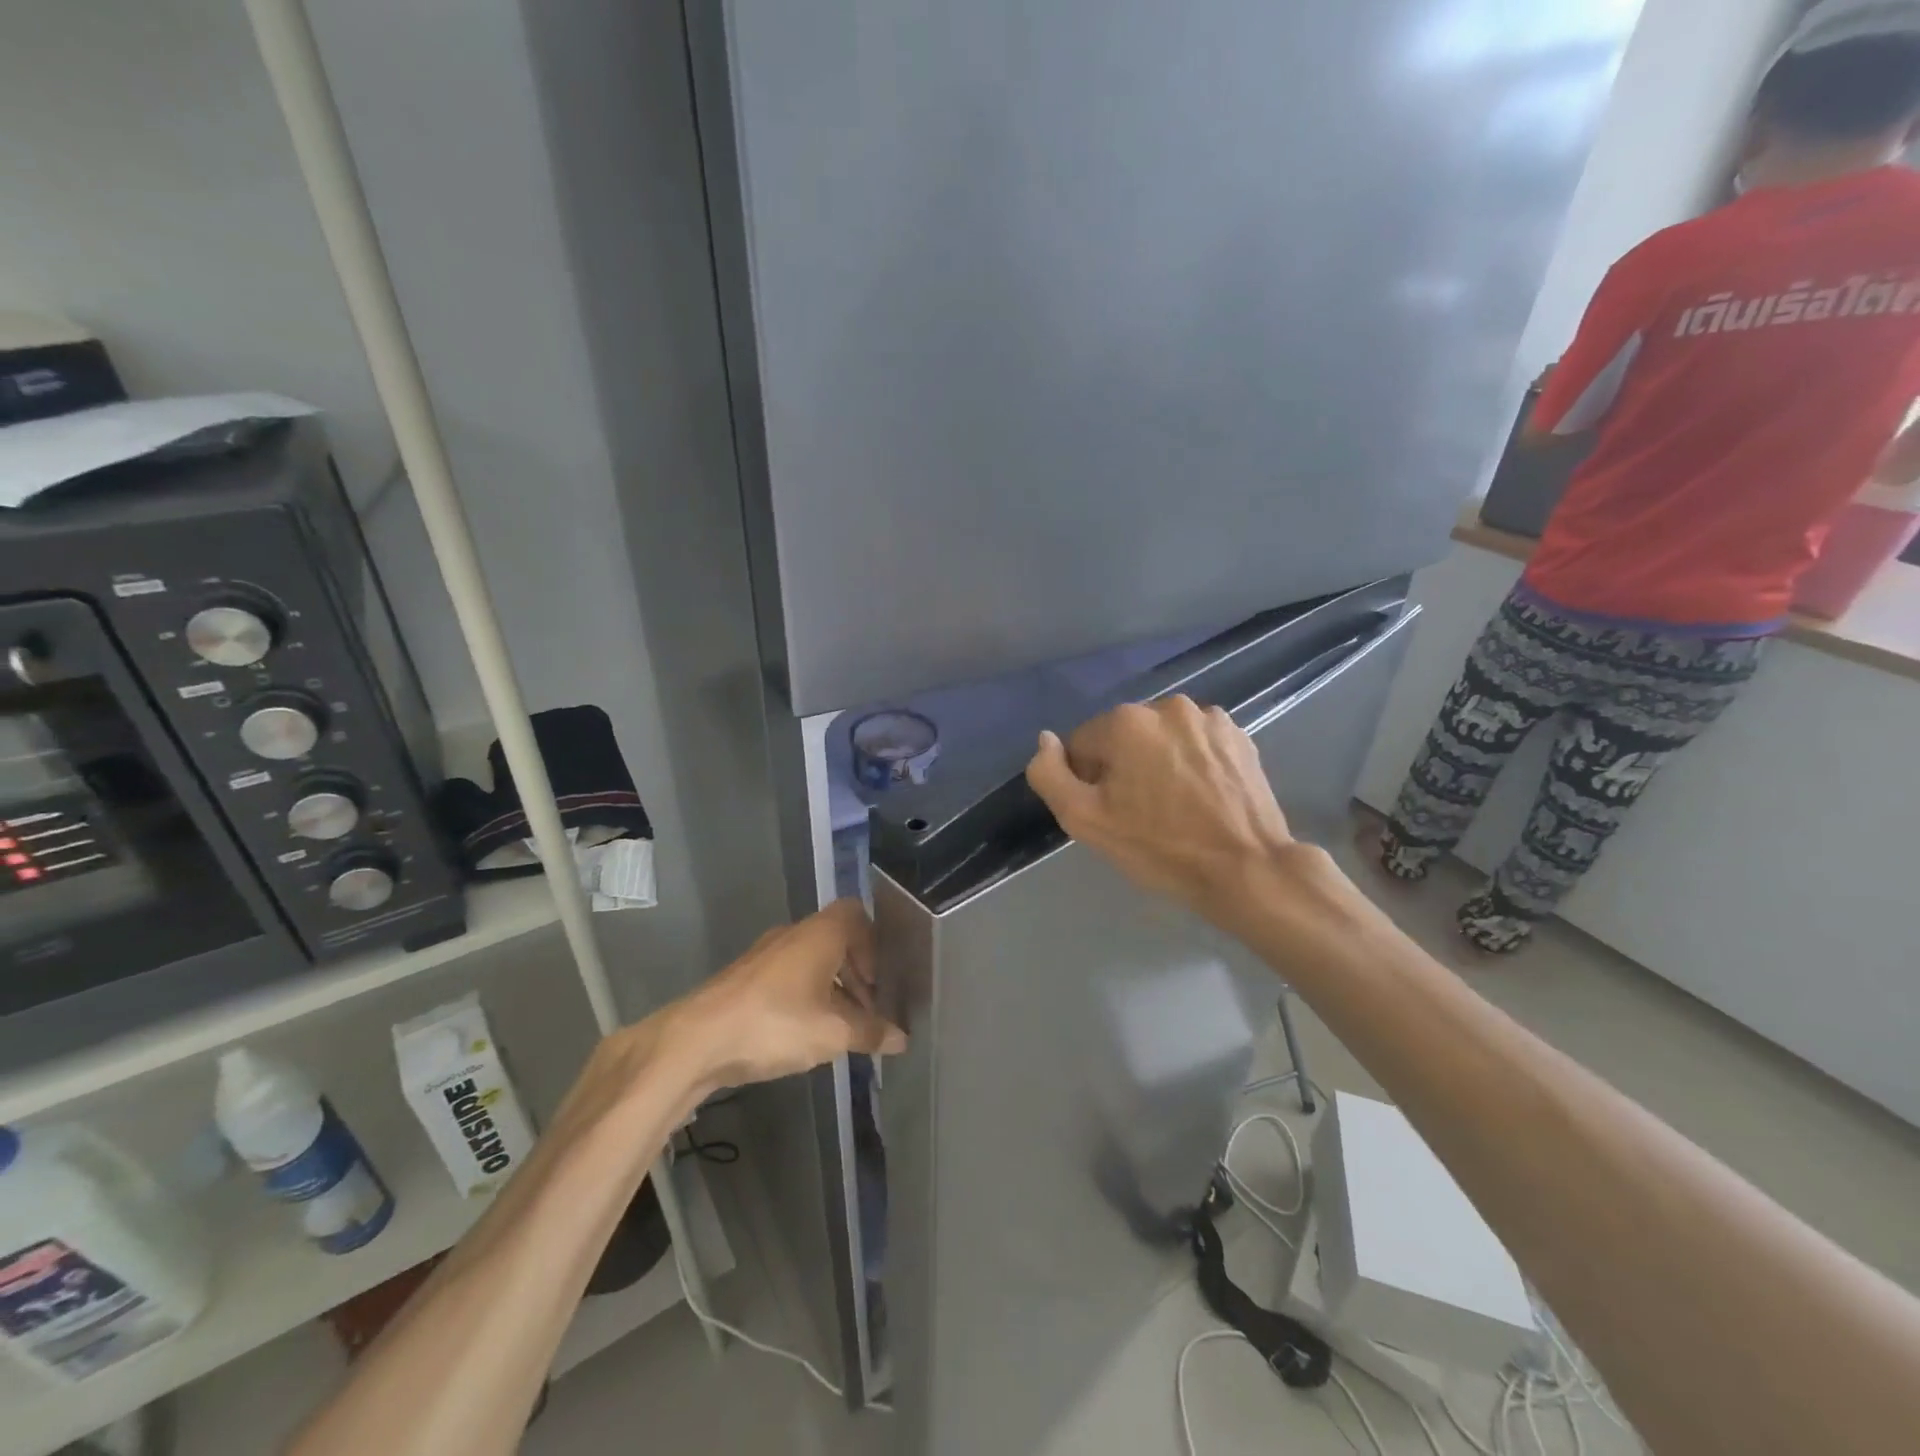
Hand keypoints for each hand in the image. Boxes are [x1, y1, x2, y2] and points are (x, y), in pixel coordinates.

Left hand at [666, 899, 905, 1093]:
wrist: (696, 1040)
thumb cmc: (775, 1023)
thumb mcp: (832, 1034)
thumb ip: (870, 1032)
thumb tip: (902, 1038)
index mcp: (820, 933)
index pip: (857, 915)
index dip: (875, 945)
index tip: (881, 982)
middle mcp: (794, 934)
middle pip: (837, 939)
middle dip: (857, 973)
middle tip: (869, 1010)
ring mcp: (766, 955)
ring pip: (812, 960)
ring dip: (832, 987)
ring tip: (841, 1028)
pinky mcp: (746, 978)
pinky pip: (790, 977)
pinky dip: (807, 996)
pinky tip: (806, 1033)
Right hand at [1025, 698, 1296, 917]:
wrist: (1246, 870)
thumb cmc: (1159, 848)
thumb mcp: (1085, 821)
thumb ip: (1050, 775)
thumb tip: (1045, 740)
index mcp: (1126, 722)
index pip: (1082, 745)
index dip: (1088, 782)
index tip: (1110, 813)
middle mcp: (1166, 706)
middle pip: (1122, 738)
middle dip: (1123, 768)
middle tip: (1140, 814)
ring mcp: (1208, 718)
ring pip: (1160, 738)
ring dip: (1158, 762)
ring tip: (1175, 806)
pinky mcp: (1238, 735)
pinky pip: (1195, 743)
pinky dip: (1191, 762)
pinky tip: (1202, 796)